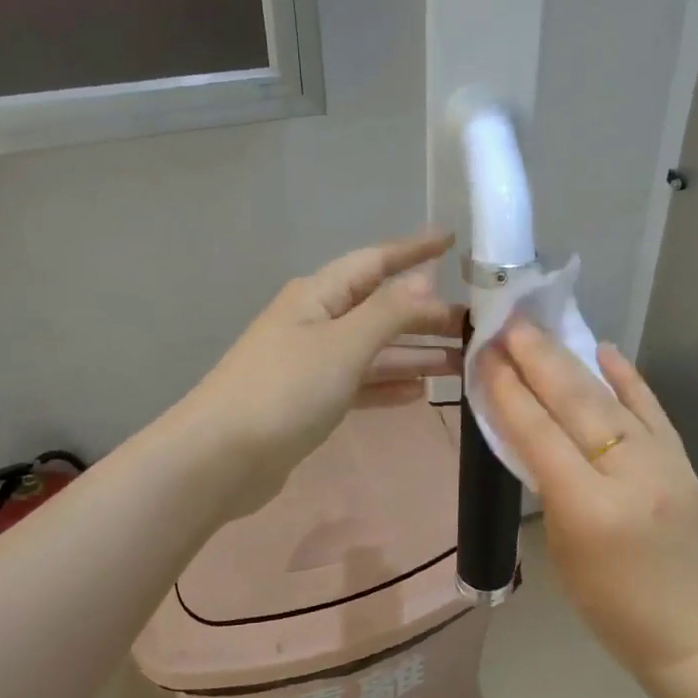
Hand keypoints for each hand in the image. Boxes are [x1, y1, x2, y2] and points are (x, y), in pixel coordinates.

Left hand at [179, 230, 463, 516]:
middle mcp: (316, 322)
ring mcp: (311, 363)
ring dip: (416, 353)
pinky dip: (388, 384)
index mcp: (319, 295)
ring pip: (374, 349)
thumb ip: (388, 312)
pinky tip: (419, 393)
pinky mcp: (310, 401)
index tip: (451, 239)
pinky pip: (360, 384)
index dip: (413, 249)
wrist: (220, 458)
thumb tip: (425, 279)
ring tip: (462, 362)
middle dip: (427, 315)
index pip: (375, 262)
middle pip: (380, 309)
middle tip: (476, 325)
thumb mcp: (343, 345)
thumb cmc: (284, 391)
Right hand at [480, 320, 697, 676]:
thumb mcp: (561, 547)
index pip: (539, 434)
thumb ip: (546, 483)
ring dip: (571, 359)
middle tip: (508, 325)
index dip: (507, 391)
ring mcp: (663, 462)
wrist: (688, 631)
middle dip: (537, 359)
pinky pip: (651, 408)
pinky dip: (626, 377)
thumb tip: (529, 426)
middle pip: (575, 404)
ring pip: (610, 398)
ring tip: (540, 329)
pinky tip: (603, 350)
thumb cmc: (607, 605)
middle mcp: (628, 474)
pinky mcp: (683, 459)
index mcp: (587, 508)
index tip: (484, 354)